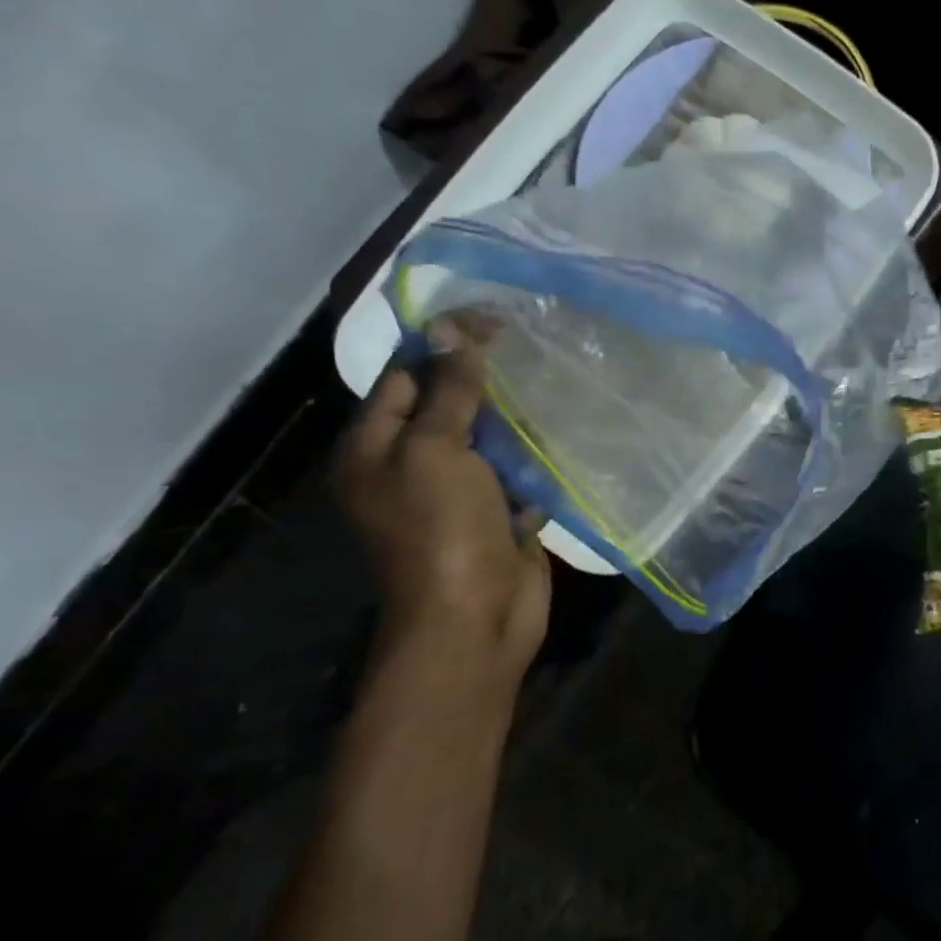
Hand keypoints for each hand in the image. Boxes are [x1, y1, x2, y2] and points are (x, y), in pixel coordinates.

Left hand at [333, 337, 550, 681]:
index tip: (493, 320)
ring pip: (487, 439)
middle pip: (447, 406)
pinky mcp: (497, 516)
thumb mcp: (435, 451)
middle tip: (530, 345)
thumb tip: (454, 331)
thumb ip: (447, 391)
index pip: (404, 378)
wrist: (475, 620)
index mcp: (374, 450)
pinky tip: (566, 431)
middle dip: (484, 380)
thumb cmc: (441, 531)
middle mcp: (410, 467)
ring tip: (554, 379)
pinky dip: (536, 457)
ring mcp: (457, 494)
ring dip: (516, 418)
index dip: (444, 345)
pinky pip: (516, 473)